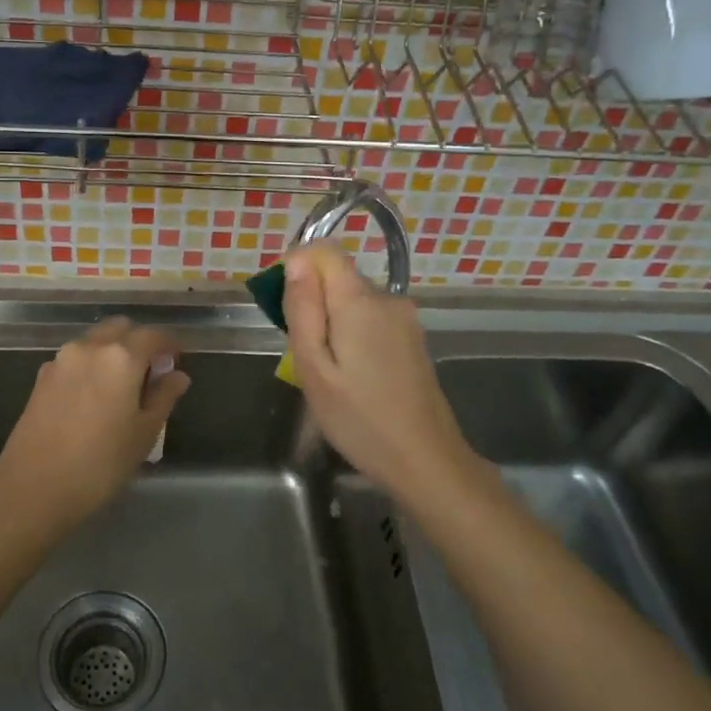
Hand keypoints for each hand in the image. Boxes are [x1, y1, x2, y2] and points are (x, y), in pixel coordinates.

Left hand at [0, 318, 191, 524]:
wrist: (32, 489)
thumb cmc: (100, 464)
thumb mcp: (143, 433)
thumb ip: (163, 397)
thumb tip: (177, 376)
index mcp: (121, 357)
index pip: (153, 335)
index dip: (169, 344)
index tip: (177, 359)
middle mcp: (90, 348)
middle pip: (120, 328)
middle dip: (138, 342)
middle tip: (150, 371)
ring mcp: (61, 360)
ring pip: (95, 341)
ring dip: (112, 352)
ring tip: (122, 386)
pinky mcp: (41, 377)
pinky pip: (74, 359)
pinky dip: (90, 365)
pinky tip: (93, 397)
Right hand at [283, 243, 484, 497]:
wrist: (425, 460)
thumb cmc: (359, 419)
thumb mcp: (314, 368)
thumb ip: (303, 310)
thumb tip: (296, 261)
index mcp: (360, 301)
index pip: (325, 250)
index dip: (298, 266)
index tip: (285, 306)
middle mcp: (388, 299)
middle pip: (339, 276)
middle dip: (313, 301)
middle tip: (303, 354)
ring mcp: (405, 319)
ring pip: (354, 299)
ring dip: (332, 321)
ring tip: (328, 371)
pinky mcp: (413, 338)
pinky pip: (371, 318)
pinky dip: (353, 334)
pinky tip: (353, 375)